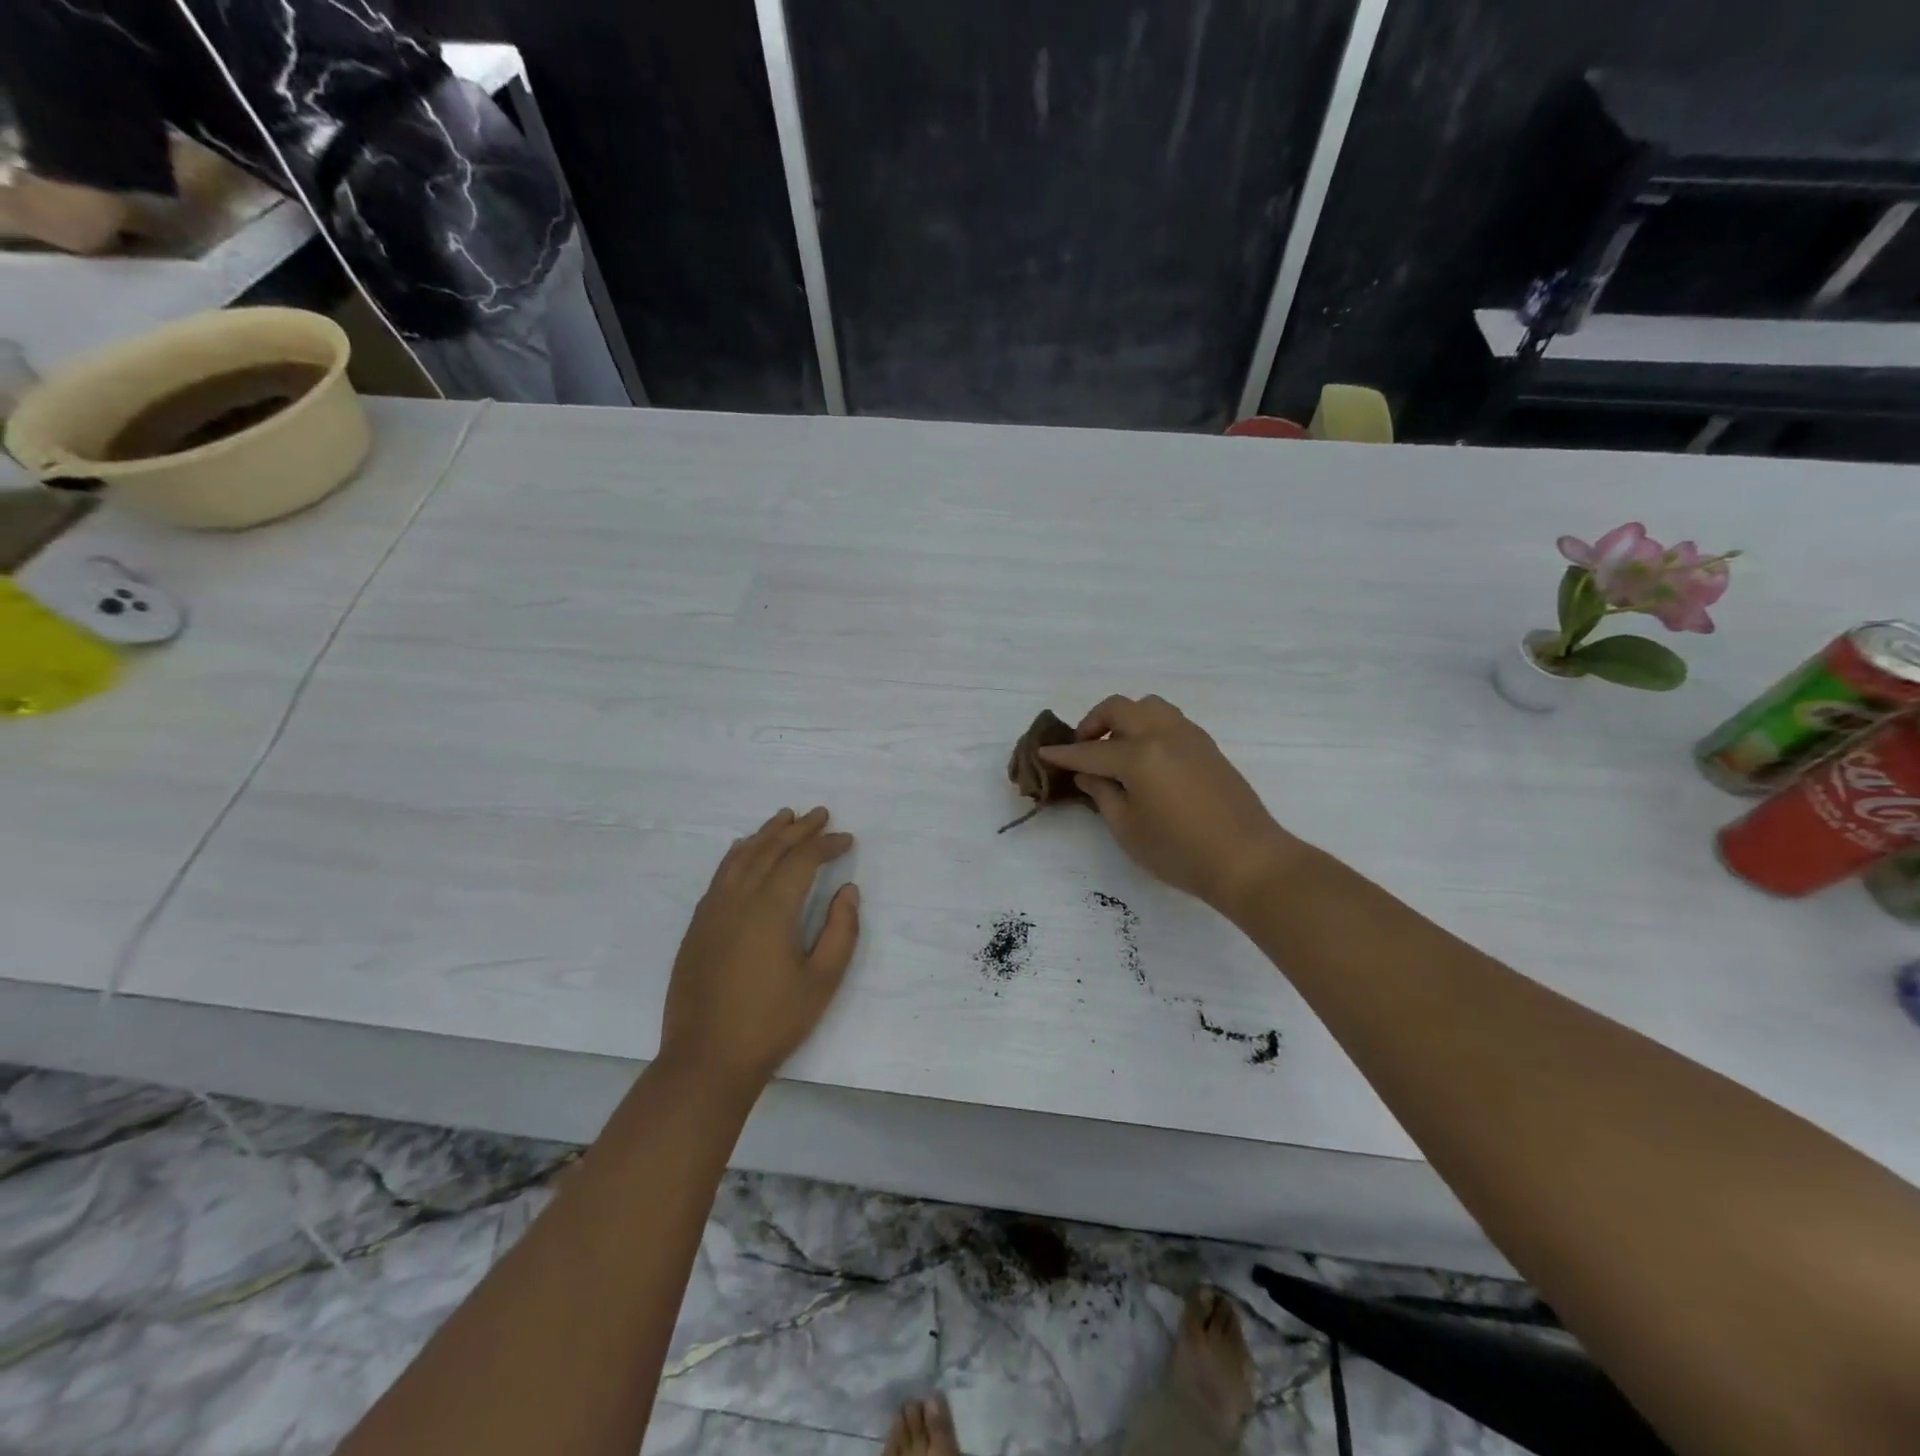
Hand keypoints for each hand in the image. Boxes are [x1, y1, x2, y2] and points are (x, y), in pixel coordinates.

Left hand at [659, 807, 859, 1090]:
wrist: (706, 1059)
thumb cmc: (772, 1022)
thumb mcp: (822, 981)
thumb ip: (841, 930)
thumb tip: (848, 890)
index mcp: (772, 909)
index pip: (802, 860)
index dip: (826, 844)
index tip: (847, 840)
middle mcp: (739, 898)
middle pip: (771, 849)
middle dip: (798, 829)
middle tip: (821, 814)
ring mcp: (712, 910)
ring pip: (741, 856)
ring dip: (766, 834)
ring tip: (785, 817)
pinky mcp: (698, 926)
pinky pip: (721, 874)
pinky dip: (738, 854)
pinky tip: (744, 850)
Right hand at [1037, 695, 1303, 916]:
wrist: (1248, 860)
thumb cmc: (1180, 851)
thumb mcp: (1128, 828)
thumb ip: (1102, 794)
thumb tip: (1089, 773)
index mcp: (1140, 755)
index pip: (1091, 750)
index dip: (1064, 754)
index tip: (1044, 753)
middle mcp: (1163, 734)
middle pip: (1120, 708)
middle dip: (1093, 723)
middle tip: (1083, 747)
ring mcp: (1190, 736)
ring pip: (1149, 706)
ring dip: (1125, 719)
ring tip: (1116, 748)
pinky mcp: (1207, 747)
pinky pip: (1169, 720)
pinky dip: (1148, 727)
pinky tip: (1145, 758)